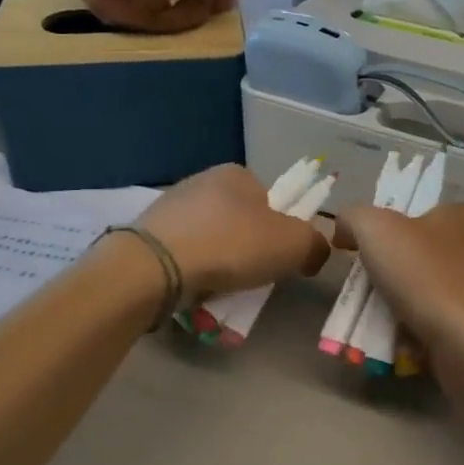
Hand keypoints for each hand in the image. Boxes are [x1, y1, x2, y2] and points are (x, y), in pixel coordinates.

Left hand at [134, 165, 330, 302]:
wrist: (154, 266)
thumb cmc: (231, 246)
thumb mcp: (293, 245)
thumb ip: (315, 245)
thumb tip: (314, 252)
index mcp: (238, 173)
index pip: (271, 200)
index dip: (281, 230)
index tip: (277, 259)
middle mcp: (203, 181)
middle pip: (241, 222)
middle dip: (248, 250)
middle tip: (252, 279)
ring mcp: (171, 206)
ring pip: (211, 240)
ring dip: (220, 263)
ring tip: (220, 291)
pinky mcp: (149, 233)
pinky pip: (184, 254)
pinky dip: (193, 271)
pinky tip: (193, 289)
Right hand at [334, 203, 463, 395]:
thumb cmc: (428, 279)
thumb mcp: (376, 229)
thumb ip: (353, 218)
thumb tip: (345, 230)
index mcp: (460, 215)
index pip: (411, 215)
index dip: (380, 234)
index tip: (357, 257)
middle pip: (414, 257)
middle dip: (386, 278)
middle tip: (363, 297)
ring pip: (425, 294)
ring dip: (398, 310)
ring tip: (378, 327)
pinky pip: (440, 325)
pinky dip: (419, 335)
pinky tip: (405, 347)